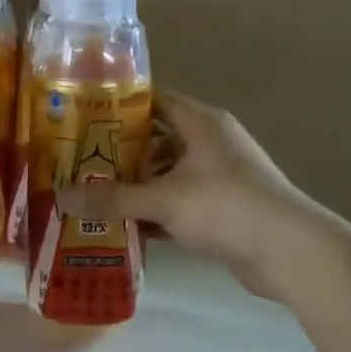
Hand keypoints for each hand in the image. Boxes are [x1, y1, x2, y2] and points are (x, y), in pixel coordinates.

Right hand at [55, 90, 307, 297]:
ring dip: (135, 186)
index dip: (118, 104)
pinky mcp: (223, 208)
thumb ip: (112, 199)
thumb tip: (61, 198)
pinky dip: (155, 212)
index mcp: (200, 123)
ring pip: (166, 174)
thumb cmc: (226, 207)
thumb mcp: (163, 200)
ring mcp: (219, 176)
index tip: (81, 115)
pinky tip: (124, 228)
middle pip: (155, 138)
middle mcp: (210, 142)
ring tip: (93, 196)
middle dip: (119, 153)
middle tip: (78, 162)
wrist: (289, 252)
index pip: (153, 99)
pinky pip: (179, 202)